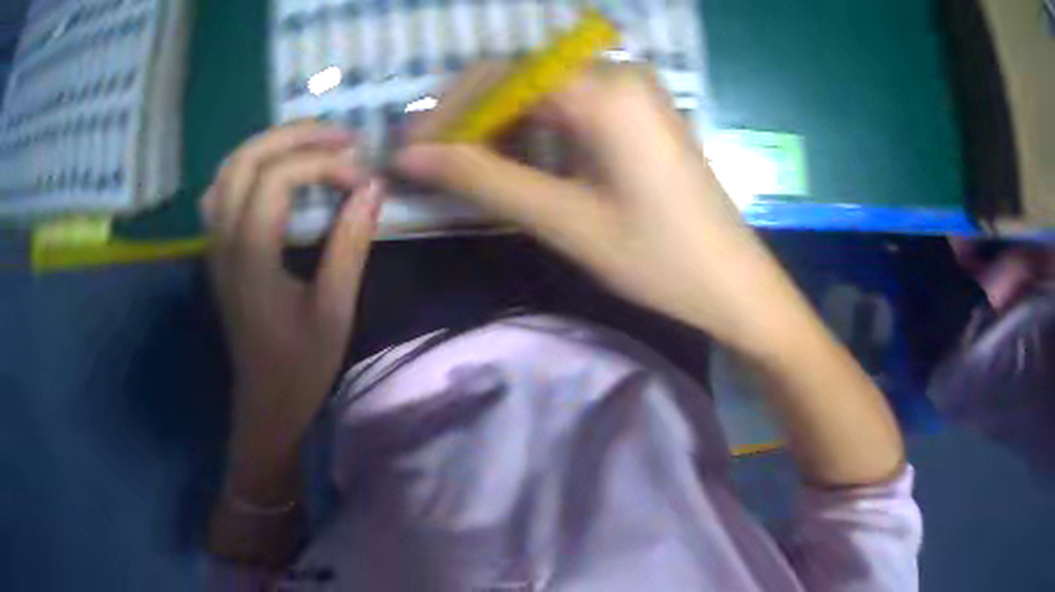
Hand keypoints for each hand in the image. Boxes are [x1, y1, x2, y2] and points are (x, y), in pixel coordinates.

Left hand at [202, 122, 382, 488]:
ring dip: (272, 145)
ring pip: (230, 168)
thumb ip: (350, 244)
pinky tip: (275, 171)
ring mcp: (215, 243)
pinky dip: (251, 166)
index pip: (278, 178)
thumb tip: (373, 188)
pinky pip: (224, 189)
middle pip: (246, 158)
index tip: (363, 180)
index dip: (324, 165)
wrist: (265, 403)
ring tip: (315, 144)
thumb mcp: (335, 311)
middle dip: (296, 137)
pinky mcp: (219, 250)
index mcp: (250, 256)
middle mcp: (224, 240)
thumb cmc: (301, 366)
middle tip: (343, 136)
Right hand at [394, 64, 795, 351]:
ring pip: (544, 91)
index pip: (501, 77)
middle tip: (435, 163)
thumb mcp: (565, 220)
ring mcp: (635, 91)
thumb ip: (484, 179)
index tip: (413, 151)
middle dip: (472, 117)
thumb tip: (411, 157)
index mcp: (604, 90)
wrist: (736, 285)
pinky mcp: (641, 113)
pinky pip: (574, 105)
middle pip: (521, 77)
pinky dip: (538, 130)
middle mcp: (619, 74)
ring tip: (470, 169)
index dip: (449, 111)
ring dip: (502, 125)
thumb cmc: (660, 259)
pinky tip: (522, 162)